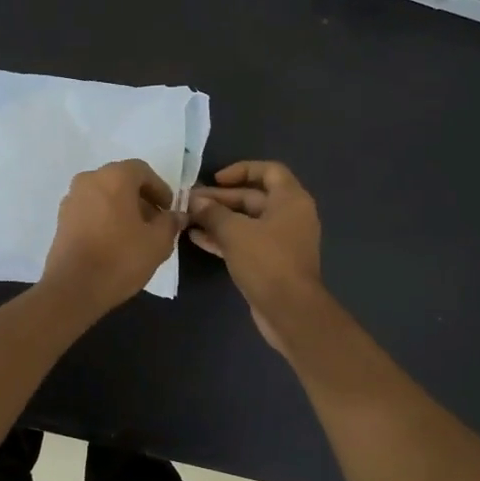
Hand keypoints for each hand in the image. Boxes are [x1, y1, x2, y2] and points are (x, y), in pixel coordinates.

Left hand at [40, 160, 185, 316]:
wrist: (73, 288)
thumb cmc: (120, 259)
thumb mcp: (157, 242)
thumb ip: (170, 223)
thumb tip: (175, 216)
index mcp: (114, 177)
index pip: (142, 171)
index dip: (159, 188)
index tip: (168, 209)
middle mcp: (89, 180)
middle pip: (121, 181)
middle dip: (141, 198)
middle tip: (155, 222)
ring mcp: (71, 199)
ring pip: (104, 195)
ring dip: (122, 208)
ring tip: (136, 234)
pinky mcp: (61, 219)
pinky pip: (90, 209)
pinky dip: (105, 217)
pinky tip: (114, 241)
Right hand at [187, 161, 324, 354]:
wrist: (289, 311)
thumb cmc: (267, 262)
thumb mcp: (235, 232)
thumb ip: (213, 213)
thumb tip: (195, 201)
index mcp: (291, 200)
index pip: (269, 171)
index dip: (242, 170)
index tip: (216, 179)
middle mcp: (290, 216)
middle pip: (253, 197)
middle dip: (221, 199)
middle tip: (191, 202)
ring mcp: (281, 241)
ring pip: (246, 222)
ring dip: (218, 219)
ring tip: (188, 219)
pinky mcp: (271, 262)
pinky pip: (246, 242)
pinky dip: (224, 238)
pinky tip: (197, 239)